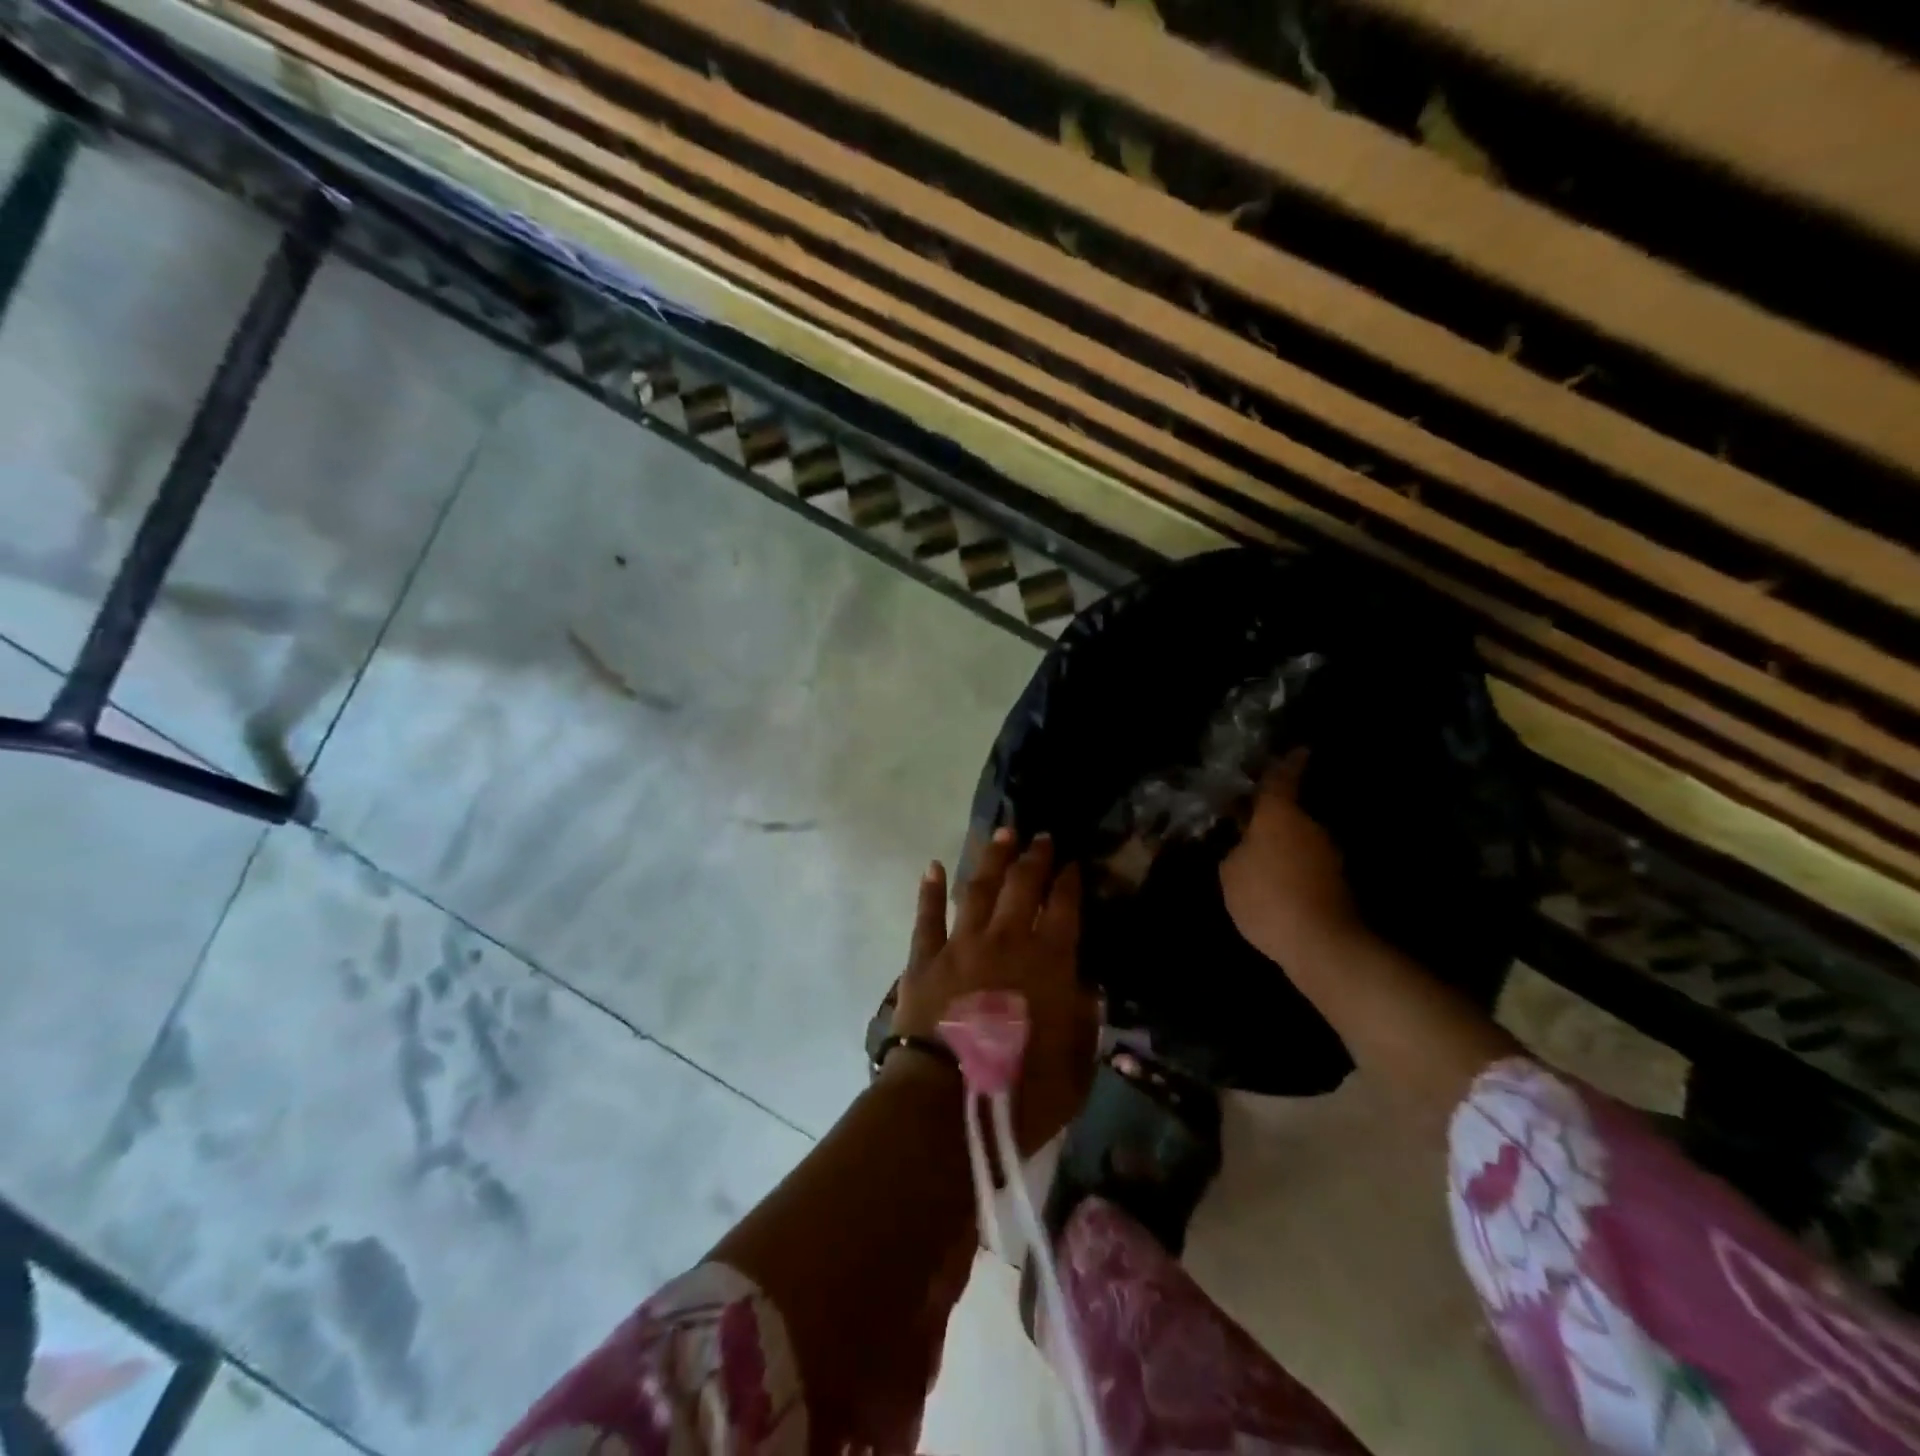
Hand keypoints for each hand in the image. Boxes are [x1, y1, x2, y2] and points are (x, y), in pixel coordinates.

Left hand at [892, 830, 1098, 1154]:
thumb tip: (1086, 990)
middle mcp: (1006, 941)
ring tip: (1001, 833)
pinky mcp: (924, 959)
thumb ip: (1085, 1024)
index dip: (1069, 882)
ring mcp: (962, 945)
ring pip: (979, 888)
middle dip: (1034, 858)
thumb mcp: (1075, 1070)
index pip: (1064, 908)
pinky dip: (930, 890)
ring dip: (992, 858)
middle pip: (1023, 886)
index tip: (1072, 863)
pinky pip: (927, 916)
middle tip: (1040, 836)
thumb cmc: (1019, 1094)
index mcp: (1048, 963)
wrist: (944, 1105)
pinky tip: (933, 867)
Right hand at [1219, 748, 1361, 962]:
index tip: (1298, 749)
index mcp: (1279, 814)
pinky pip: (1307, 866)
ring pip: (1299, 841)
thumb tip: (1244, 847)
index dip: (1286, 763)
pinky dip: (1293, 871)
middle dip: (1272, 818)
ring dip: (1283, 847)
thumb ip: (1235, 852)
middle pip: (1289, 813)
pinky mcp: (1338, 884)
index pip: (1281, 779)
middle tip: (1249, 825)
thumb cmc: (1267, 896)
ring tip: (1260, 862)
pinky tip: (1277, 888)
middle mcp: (1309, 826)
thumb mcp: (1230, 873)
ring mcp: (1328, 855)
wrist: (1322, 943)